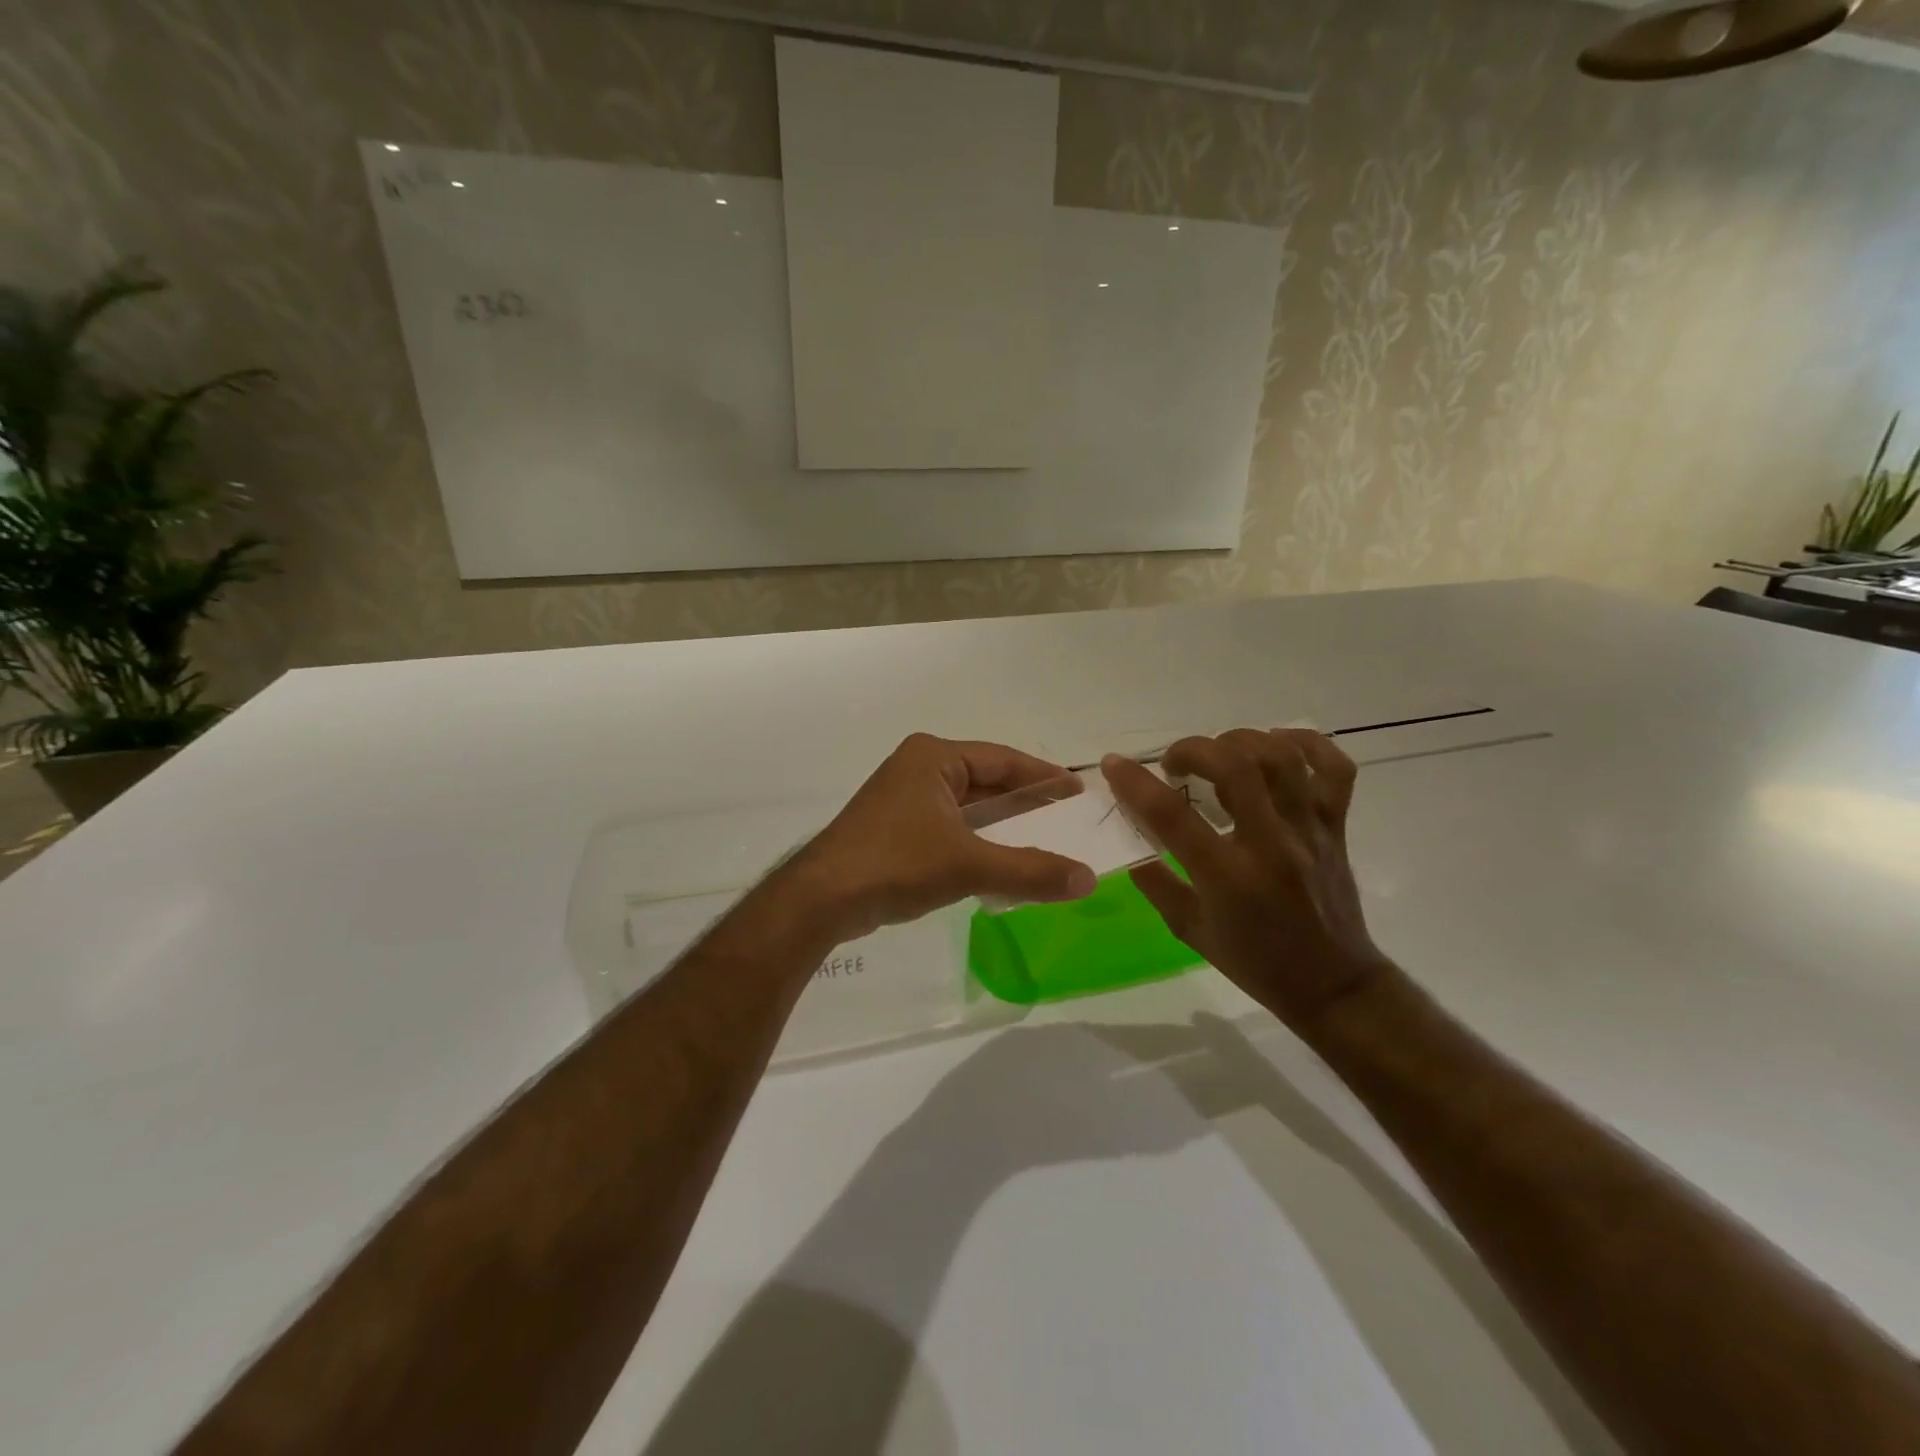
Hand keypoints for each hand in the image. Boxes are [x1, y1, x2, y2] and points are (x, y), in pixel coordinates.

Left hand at [794, 734, 1096, 940]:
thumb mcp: (968, 864)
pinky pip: (951, 830)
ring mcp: (905, 800)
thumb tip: (1088, 879)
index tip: (1078, 792)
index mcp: (934, 757)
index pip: (1003, 760)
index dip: (1043, 776)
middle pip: (987, 784)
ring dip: (1003, 829)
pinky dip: (979, 845)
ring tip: (1046, 846)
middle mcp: (919, 769)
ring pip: (969, 810)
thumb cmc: (895, 863)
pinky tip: (1003, 867)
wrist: (821, 900)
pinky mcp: (897, 831)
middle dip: (1026, 806)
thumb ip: (1030, 870)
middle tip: (1068, 823)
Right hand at [1102, 728, 1394, 1035]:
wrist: (1332, 986)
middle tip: (1174, 763)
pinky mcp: (1336, 827)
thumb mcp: (1190, 929)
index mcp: (1228, 878)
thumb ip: (1155, 881)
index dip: (1135, 782)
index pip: (1172, 815)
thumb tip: (1131, 834)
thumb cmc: (1255, 963)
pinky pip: (1335, 770)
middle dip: (1193, 749)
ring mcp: (1310, 832)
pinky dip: (1307, 744)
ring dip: (1241, 741)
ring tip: (1219, 753)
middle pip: (1235, 767)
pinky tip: (1277, 745)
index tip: (1113, 764)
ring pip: (1283, 758)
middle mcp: (1271, 845)